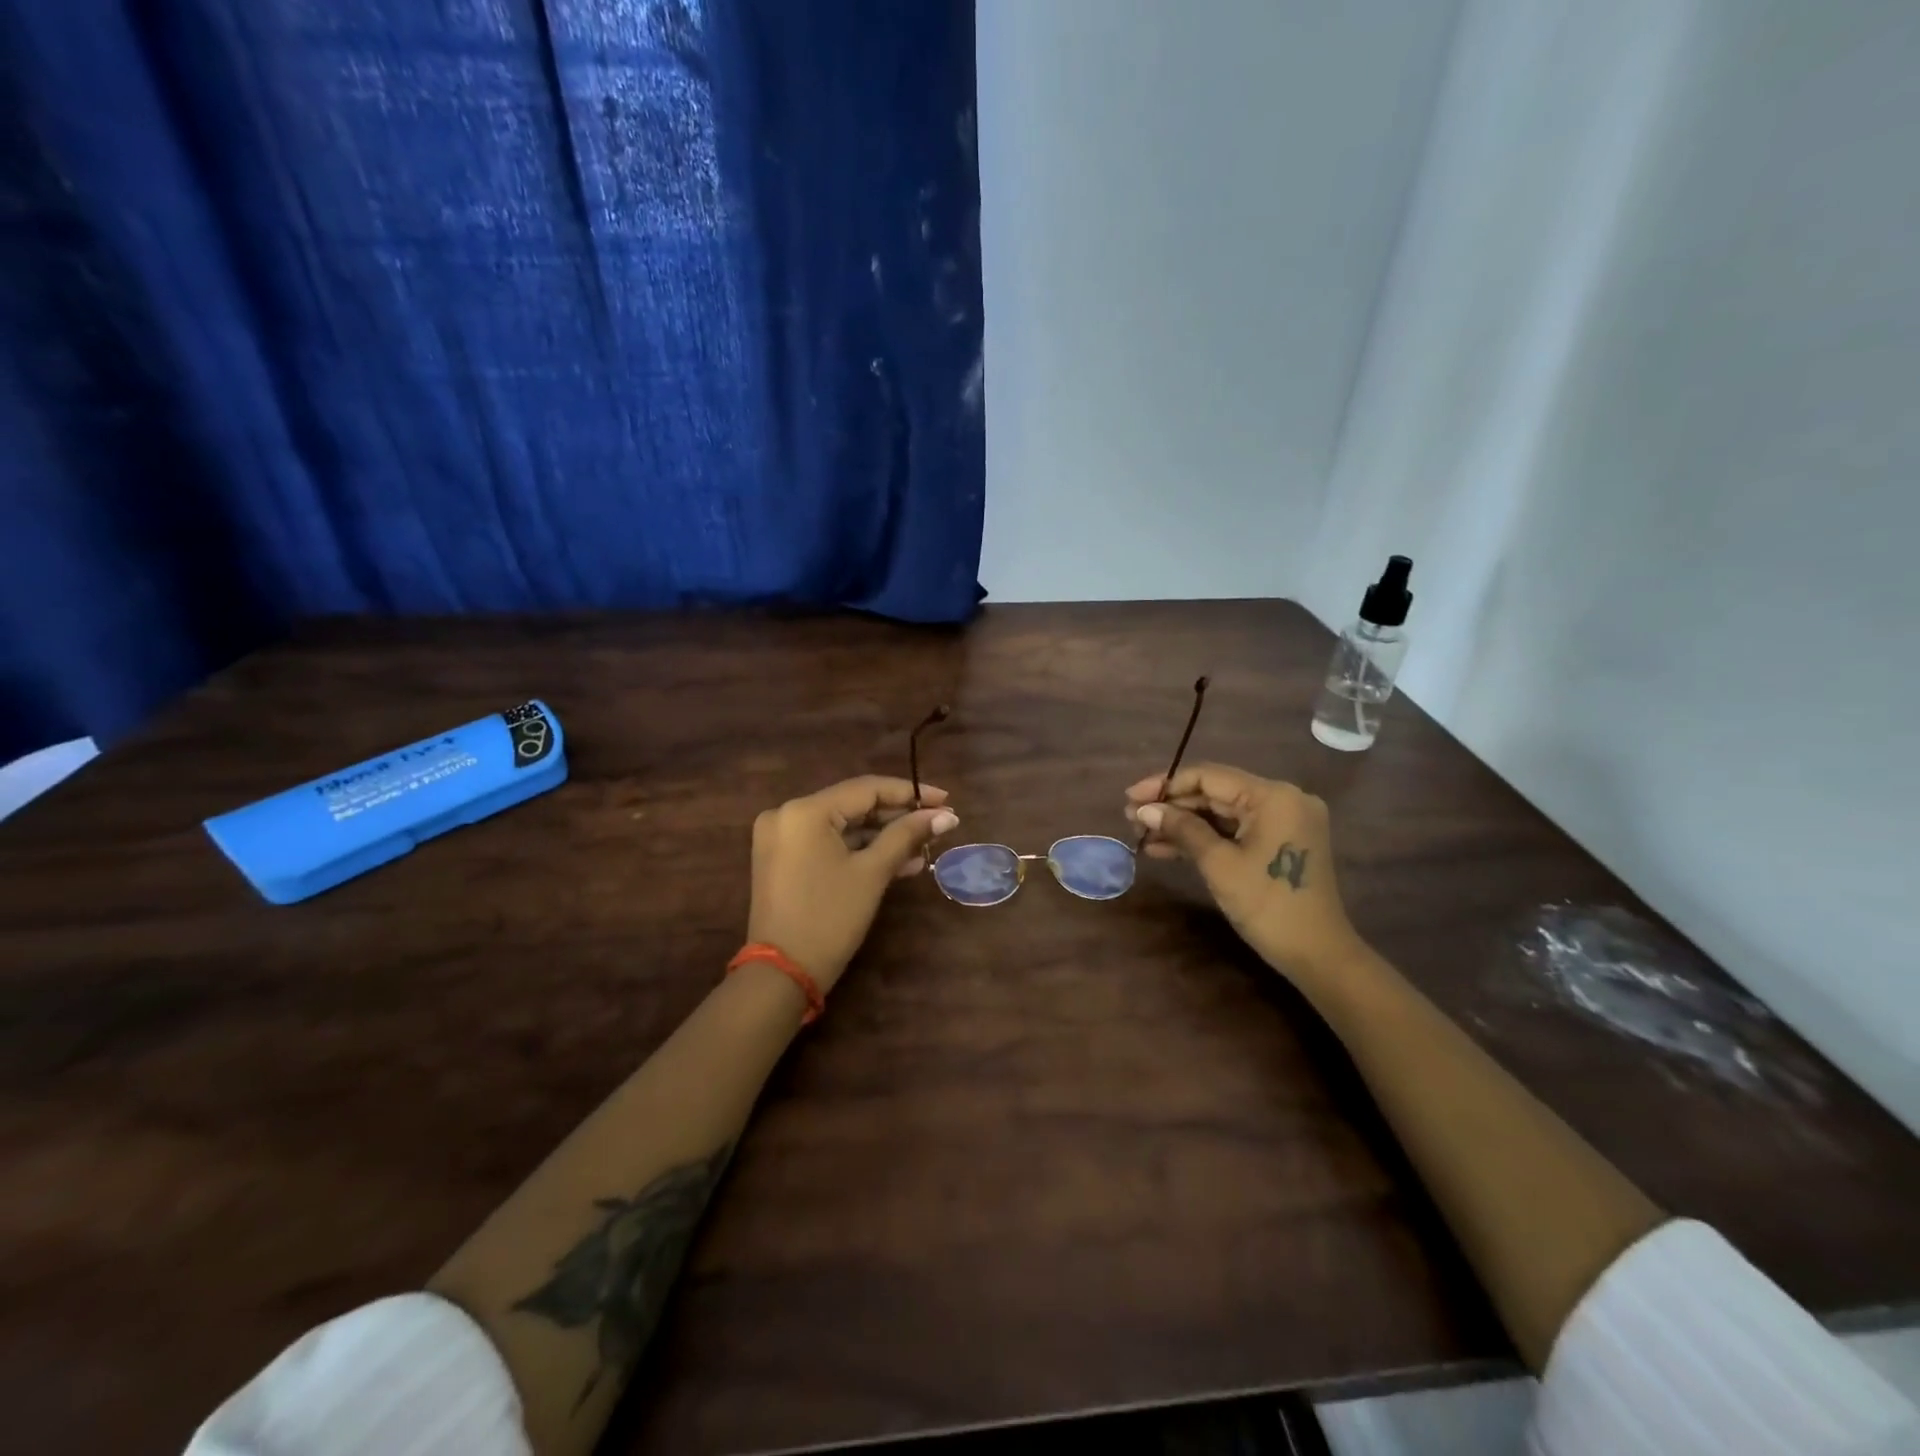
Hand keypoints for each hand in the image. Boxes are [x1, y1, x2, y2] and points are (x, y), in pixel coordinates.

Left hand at [748, 776, 958, 992]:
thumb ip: (907, 835)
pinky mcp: (783, 859)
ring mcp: (781, 837)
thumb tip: (946, 815)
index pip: (866, 789)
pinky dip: (859, 851)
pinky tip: (897, 863)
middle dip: (897, 817)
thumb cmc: (830, 918)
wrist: (782, 974)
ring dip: (882, 837)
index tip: (945, 800)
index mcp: (805, 810)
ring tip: (923, 850)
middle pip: (853, 805)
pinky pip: (828, 843)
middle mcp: (787, 814)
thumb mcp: (872, 873)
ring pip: (843, 826)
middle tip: (938, 825)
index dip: (910, 793)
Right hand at [1125, 764, 1365, 980]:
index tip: (1130, 798)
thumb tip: (1144, 810)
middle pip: (1214, 792)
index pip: (1208, 776)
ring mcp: (1283, 821)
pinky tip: (1167, 848)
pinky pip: (1234, 830)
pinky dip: (1204, 838)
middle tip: (1131, 819)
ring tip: (1142, 836)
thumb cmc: (1268, 905)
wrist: (1317, 955)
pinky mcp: (1280, 841)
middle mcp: (1282, 799)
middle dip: (1171, 807)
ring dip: (1182, 824)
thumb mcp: (1218, 864)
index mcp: (1273, 796)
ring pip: (1221, 813)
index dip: (1165, 785)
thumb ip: (1181, 829)